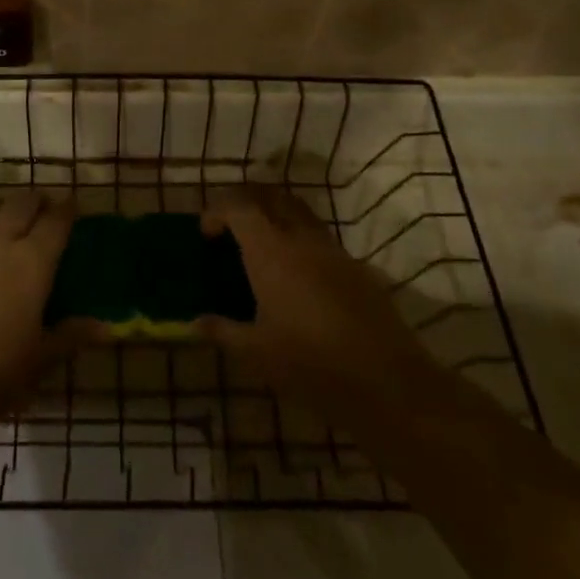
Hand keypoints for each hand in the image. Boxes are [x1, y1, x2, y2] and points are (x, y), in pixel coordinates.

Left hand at [0, 190, 86, 432]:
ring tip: (8, 217)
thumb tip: (106, 327)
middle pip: (21, 203)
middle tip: (44, 208)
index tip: (74, 203)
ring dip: (2, 205)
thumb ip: (70, 337)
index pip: (55, 221)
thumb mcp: (38, 362)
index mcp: (32, 263)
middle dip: (36, 199)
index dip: (67, 209)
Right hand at [198, 185, 435, 434]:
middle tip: (231, 225)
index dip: (217, 211)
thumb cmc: (309, 363)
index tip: (205, 233)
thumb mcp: (256, 352)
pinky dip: (300, 240)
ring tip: (262, 244)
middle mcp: (300, 238)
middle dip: (246, 202)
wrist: (385, 381)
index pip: (238, 208)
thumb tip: (193, 324)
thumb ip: (222, 331)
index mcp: (270, 251)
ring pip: (299, 212)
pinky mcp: (356, 268)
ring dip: (276, 215)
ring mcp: (333, 250)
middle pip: (271, 197)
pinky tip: (297, 276)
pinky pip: (321, 238)